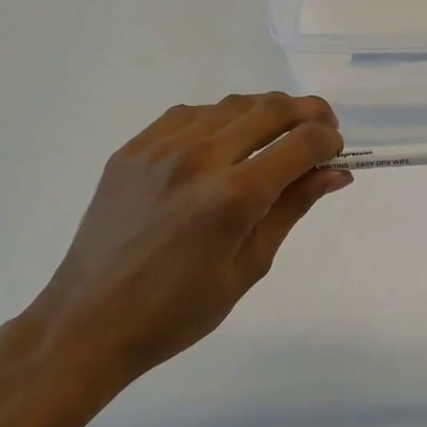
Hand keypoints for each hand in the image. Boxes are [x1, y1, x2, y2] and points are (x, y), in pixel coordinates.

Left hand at [2, 94, 349, 415]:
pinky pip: (189, 114)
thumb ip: (291, 209)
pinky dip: (220, 119)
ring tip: (276, 137)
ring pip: (231, 104)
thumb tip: (336, 174)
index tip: (337, 152)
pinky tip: (225, 143)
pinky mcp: (133, 149)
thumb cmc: (178, 311)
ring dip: (266, 112)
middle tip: (322, 131)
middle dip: (308, 113)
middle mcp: (199, 158)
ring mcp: (160, 148)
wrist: (89, 322)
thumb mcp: (249, 266)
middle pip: (270, 108)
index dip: (329, 141)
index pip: (301, 143)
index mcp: (233, 196)